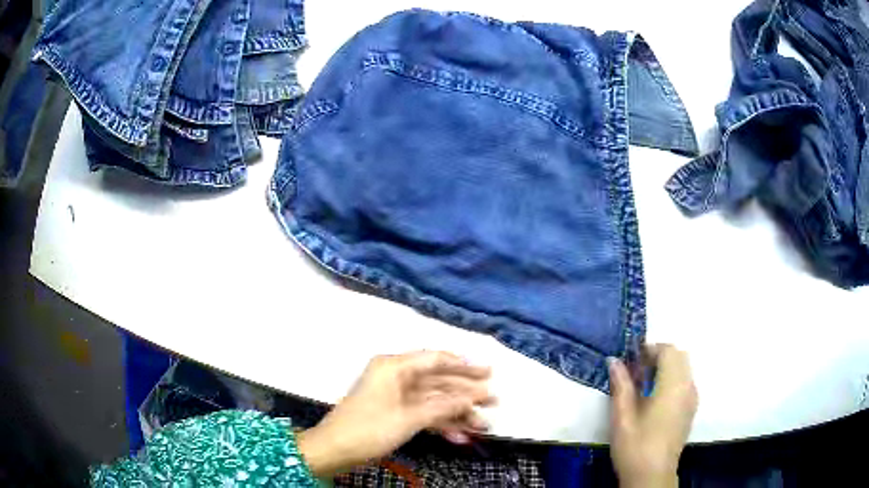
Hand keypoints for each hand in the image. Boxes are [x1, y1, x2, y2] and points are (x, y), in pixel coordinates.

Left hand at [297, 351, 493, 476]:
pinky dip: (440, 423)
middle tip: (494, 400)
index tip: (489, 373)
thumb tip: (475, 396)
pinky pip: (423, 413)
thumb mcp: (409, 418)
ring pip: (433, 399)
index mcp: (394, 367)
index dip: (464, 366)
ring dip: (456, 412)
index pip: (436, 359)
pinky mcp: (394, 412)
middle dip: (465, 393)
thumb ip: (443, 406)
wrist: (334, 450)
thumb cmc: (369, 429)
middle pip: (438, 380)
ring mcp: (395, 395)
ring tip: (483, 424)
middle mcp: (396, 375)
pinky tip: (460, 435)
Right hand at [609, 344, 697, 487]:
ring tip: (643, 385)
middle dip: (659, 356)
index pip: (669, 351)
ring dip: (666, 368)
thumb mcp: (622, 417)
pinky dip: (672, 380)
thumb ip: (621, 386)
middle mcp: (688, 387)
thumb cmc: (636, 446)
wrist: (652, 477)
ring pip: (684, 369)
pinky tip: (654, 400)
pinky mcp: (691, 410)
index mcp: (673, 385)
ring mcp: (692, 399)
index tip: (631, 359)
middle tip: (636, 371)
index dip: (650, 349)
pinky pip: (685, 382)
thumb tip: (614, 360)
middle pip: (679, 356)